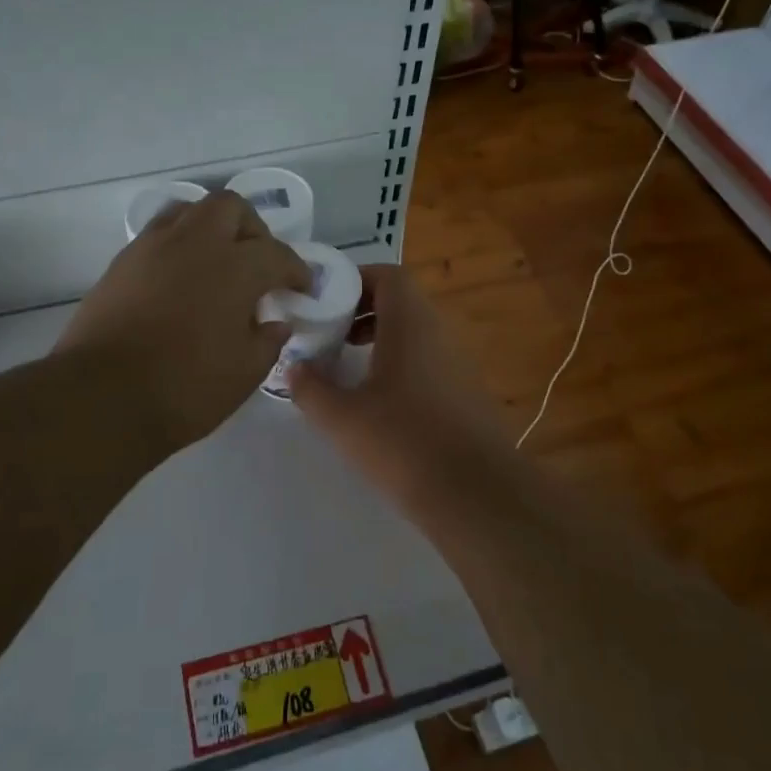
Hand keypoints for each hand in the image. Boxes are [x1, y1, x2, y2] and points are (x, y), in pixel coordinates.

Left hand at [57, 191, 310, 453]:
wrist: (101, 398)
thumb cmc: (185, 388)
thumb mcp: (244, 373)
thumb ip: (267, 341)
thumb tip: (275, 323)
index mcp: (235, 267)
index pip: (276, 254)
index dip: (295, 269)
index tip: (301, 287)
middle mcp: (195, 243)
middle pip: (230, 207)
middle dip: (252, 229)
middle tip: (257, 264)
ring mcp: (152, 248)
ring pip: (189, 211)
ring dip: (210, 228)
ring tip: (215, 263)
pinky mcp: (121, 263)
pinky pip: (158, 235)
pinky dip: (178, 246)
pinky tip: (179, 280)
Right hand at [289, 264, 516, 506]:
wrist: (477, 494)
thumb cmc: (404, 442)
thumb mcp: (342, 418)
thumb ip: (311, 388)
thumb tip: (294, 367)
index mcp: (411, 324)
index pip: (388, 275)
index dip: (355, 280)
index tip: (324, 303)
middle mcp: (439, 333)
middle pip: (400, 303)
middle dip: (361, 313)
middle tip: (329, 336)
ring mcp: (458, 364)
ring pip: (414, 335)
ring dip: (379, 341)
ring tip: (346, 369)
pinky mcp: (467, 394)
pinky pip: (428, 362)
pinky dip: (400, 366)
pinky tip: (378, 403)